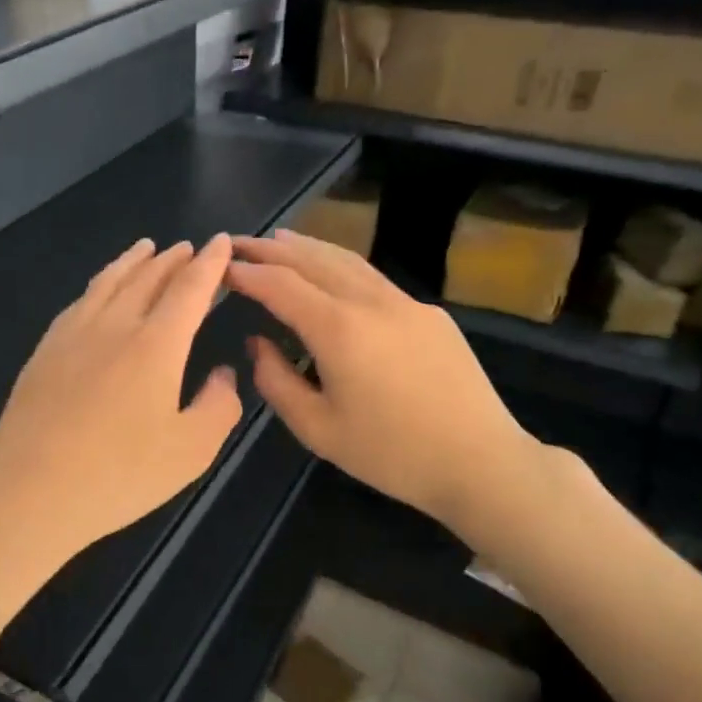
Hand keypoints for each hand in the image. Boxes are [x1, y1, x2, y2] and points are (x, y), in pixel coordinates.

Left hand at [0, 235, 242, 572]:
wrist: (30, 492)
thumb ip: (218, 406)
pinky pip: (79, 301)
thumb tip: (223, 374)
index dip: (210, 263)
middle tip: (187, 247)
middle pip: (147, 278)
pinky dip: (99, 283)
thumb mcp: (191, 451)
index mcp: (156, 345)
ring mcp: (72, 334)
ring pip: (108, 282)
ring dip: (132, 261)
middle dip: (173, 259)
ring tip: (146, 248)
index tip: (221, 242)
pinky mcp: (44, 350)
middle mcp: (114, 325)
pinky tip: (99, 290)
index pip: (190, 289)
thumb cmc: (118, 475)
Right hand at [227, 231, 548, 541]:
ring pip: (347, 260)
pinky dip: (340, 265)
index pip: (280, 285)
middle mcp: (371, 302)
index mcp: (339, 329)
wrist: (481, 461)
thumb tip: (257, 343)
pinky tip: (332, 274)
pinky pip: (373, 278)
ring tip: (279, 240)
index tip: (220, 267)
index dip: (246, 272)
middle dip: (270, 248)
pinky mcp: (430, 313)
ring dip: (307, 247)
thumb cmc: (392, 454)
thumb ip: (276, 381)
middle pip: (312, 260)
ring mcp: (405, 303)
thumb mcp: (317, 430)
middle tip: (238, 243)